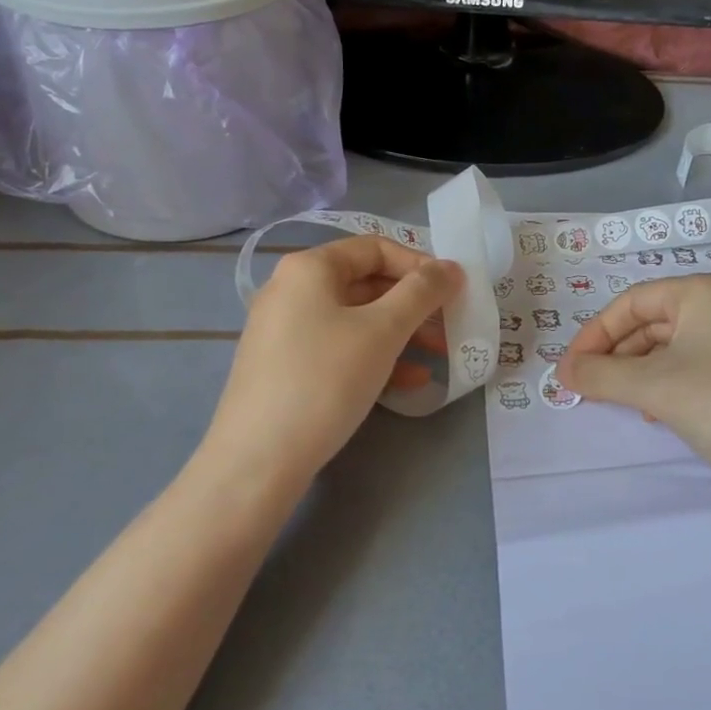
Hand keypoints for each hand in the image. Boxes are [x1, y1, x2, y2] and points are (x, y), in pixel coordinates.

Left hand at [200, 236, 461, 484]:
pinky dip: (375, 357)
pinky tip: (409, 382)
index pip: (375, 248)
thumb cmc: (325, 380)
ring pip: (356, 320)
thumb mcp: (383, 330)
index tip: (453, 291)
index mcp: (309, 268)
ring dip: (401, 333)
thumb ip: (422, 292)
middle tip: (451, 325)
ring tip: (439, 356)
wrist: (256, 461)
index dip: (419, 264)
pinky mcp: (285, 367)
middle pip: (367, 283)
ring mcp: (285, 330)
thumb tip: (451, 267)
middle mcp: (292, 290)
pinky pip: (339, 348)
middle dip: (414, 304)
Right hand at [557, 274, 710, 501]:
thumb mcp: (653, 387)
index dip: (594, 334)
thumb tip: (563, 373)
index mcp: (702, 291)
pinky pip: (691, 368)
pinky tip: (656, 413)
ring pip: (669, 348)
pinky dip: (664, 385)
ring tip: (620, 402)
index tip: (569, 369)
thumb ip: (600, 376)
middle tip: (586, 387)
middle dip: (615, 356)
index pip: (631, 302)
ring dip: (637, 373)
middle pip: (650, 323)